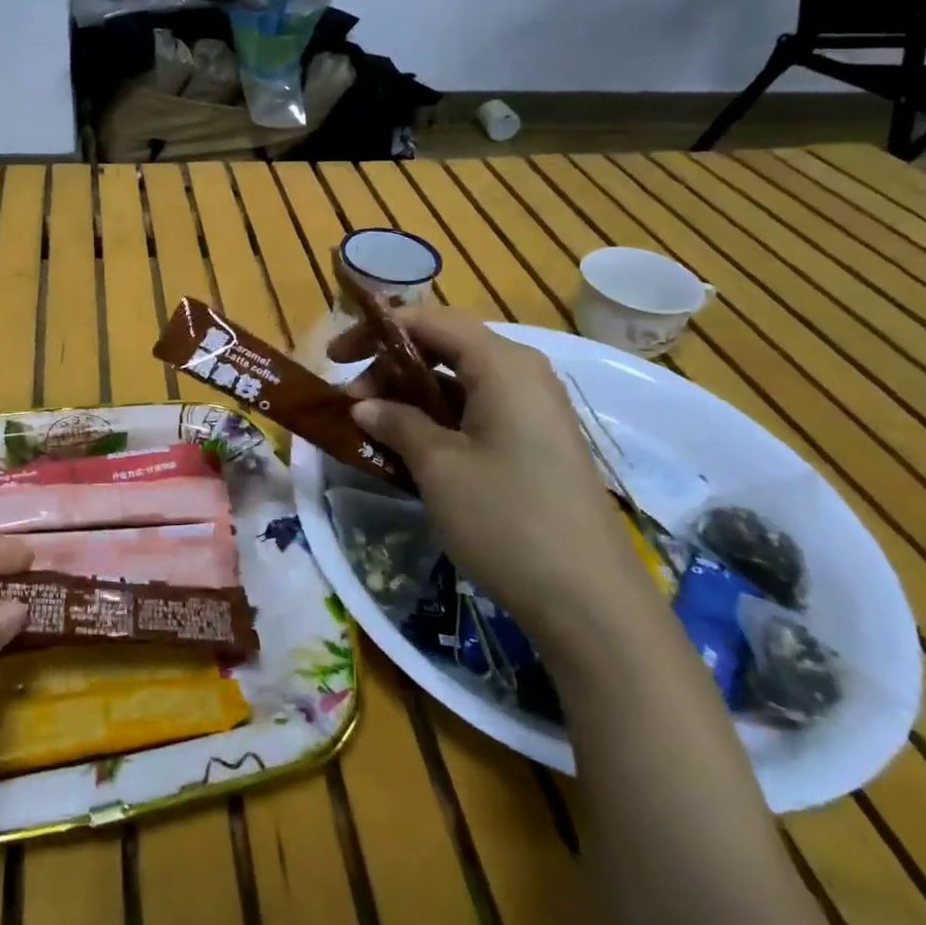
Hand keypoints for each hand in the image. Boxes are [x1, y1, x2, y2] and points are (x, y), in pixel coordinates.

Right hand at [331, 305, 655, 642]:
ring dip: (409, 397)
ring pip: (457, 382)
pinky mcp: (534, 443)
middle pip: (443, 347)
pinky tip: (408, 450)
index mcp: (502, 364)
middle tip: (352, 405)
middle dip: (390, 368)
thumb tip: (364, 406)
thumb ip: (397, 423)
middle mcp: (521, 374)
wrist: (591, 603)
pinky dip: (436, 420)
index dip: (376, 331)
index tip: (334, 357)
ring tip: (372, 428)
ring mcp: (532, 410)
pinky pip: (475, 412)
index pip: (429, 321)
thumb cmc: (507, 519)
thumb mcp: (439, 467)